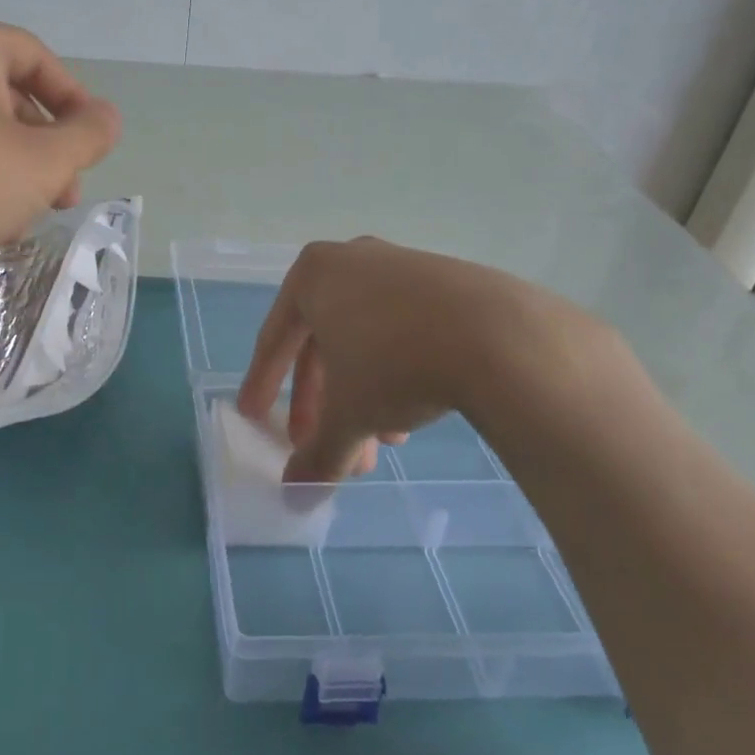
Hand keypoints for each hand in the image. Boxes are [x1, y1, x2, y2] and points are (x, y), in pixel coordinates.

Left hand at [0, 13, 120, 298]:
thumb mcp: (42, 164)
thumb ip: (89, 135)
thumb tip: (106, 117)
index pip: (39, 59)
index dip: (75, 105)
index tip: (89, 151)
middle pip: (6, 93)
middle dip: (43, 146)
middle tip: (61, 194)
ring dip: (11, 166)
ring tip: (22, 215)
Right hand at [236, 237, 616, 482]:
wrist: (500, 337)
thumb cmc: (395, 364)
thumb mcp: (347, 414)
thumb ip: (317, 453)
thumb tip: (295, 494)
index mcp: (314, 275)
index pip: (275, 338)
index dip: (262, 383)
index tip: (254, 416)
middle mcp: (353, 260)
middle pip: (324, 343)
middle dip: (323, 403)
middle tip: (324, 447)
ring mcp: (403, 267)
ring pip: (365, 341)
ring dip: (362, 396)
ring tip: (380, 446)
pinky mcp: (448, 282)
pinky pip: (403, 331)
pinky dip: (396, 374)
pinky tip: (411, 418)